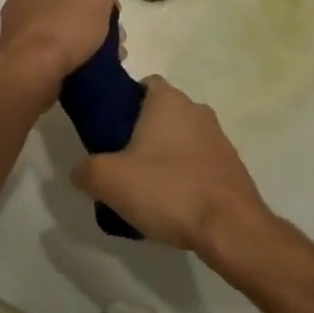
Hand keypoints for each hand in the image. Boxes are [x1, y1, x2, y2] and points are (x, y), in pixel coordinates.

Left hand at [0, 0, 119, 99]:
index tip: (109, 13)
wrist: (34, 70)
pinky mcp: (17, 57)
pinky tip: (86, 70)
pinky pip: (47, 54)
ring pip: (58, 33)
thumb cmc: (65, 24)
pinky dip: (66, 59)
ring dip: (81, 44)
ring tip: (105, 59)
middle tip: (112, 39)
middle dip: (90, 23)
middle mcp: (18, 0)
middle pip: (64, 9)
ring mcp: (15, 31)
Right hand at [72, 76, 268, 251]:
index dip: (124, 101)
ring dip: (164, 156)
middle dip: (142, 132)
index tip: (109, 128)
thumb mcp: (108, 180)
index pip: (144, 84)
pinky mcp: (232, 168)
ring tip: (145, 189)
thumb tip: (81, 171)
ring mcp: (219, 139)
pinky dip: (185, 176)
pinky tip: (172, 204)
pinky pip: (198, 164)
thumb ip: (86, 170)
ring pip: (181, 139)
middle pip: (162, 113)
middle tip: (120, 162)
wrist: (230, 228)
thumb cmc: (168, 190)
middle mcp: (197, 110)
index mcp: (169, 100)